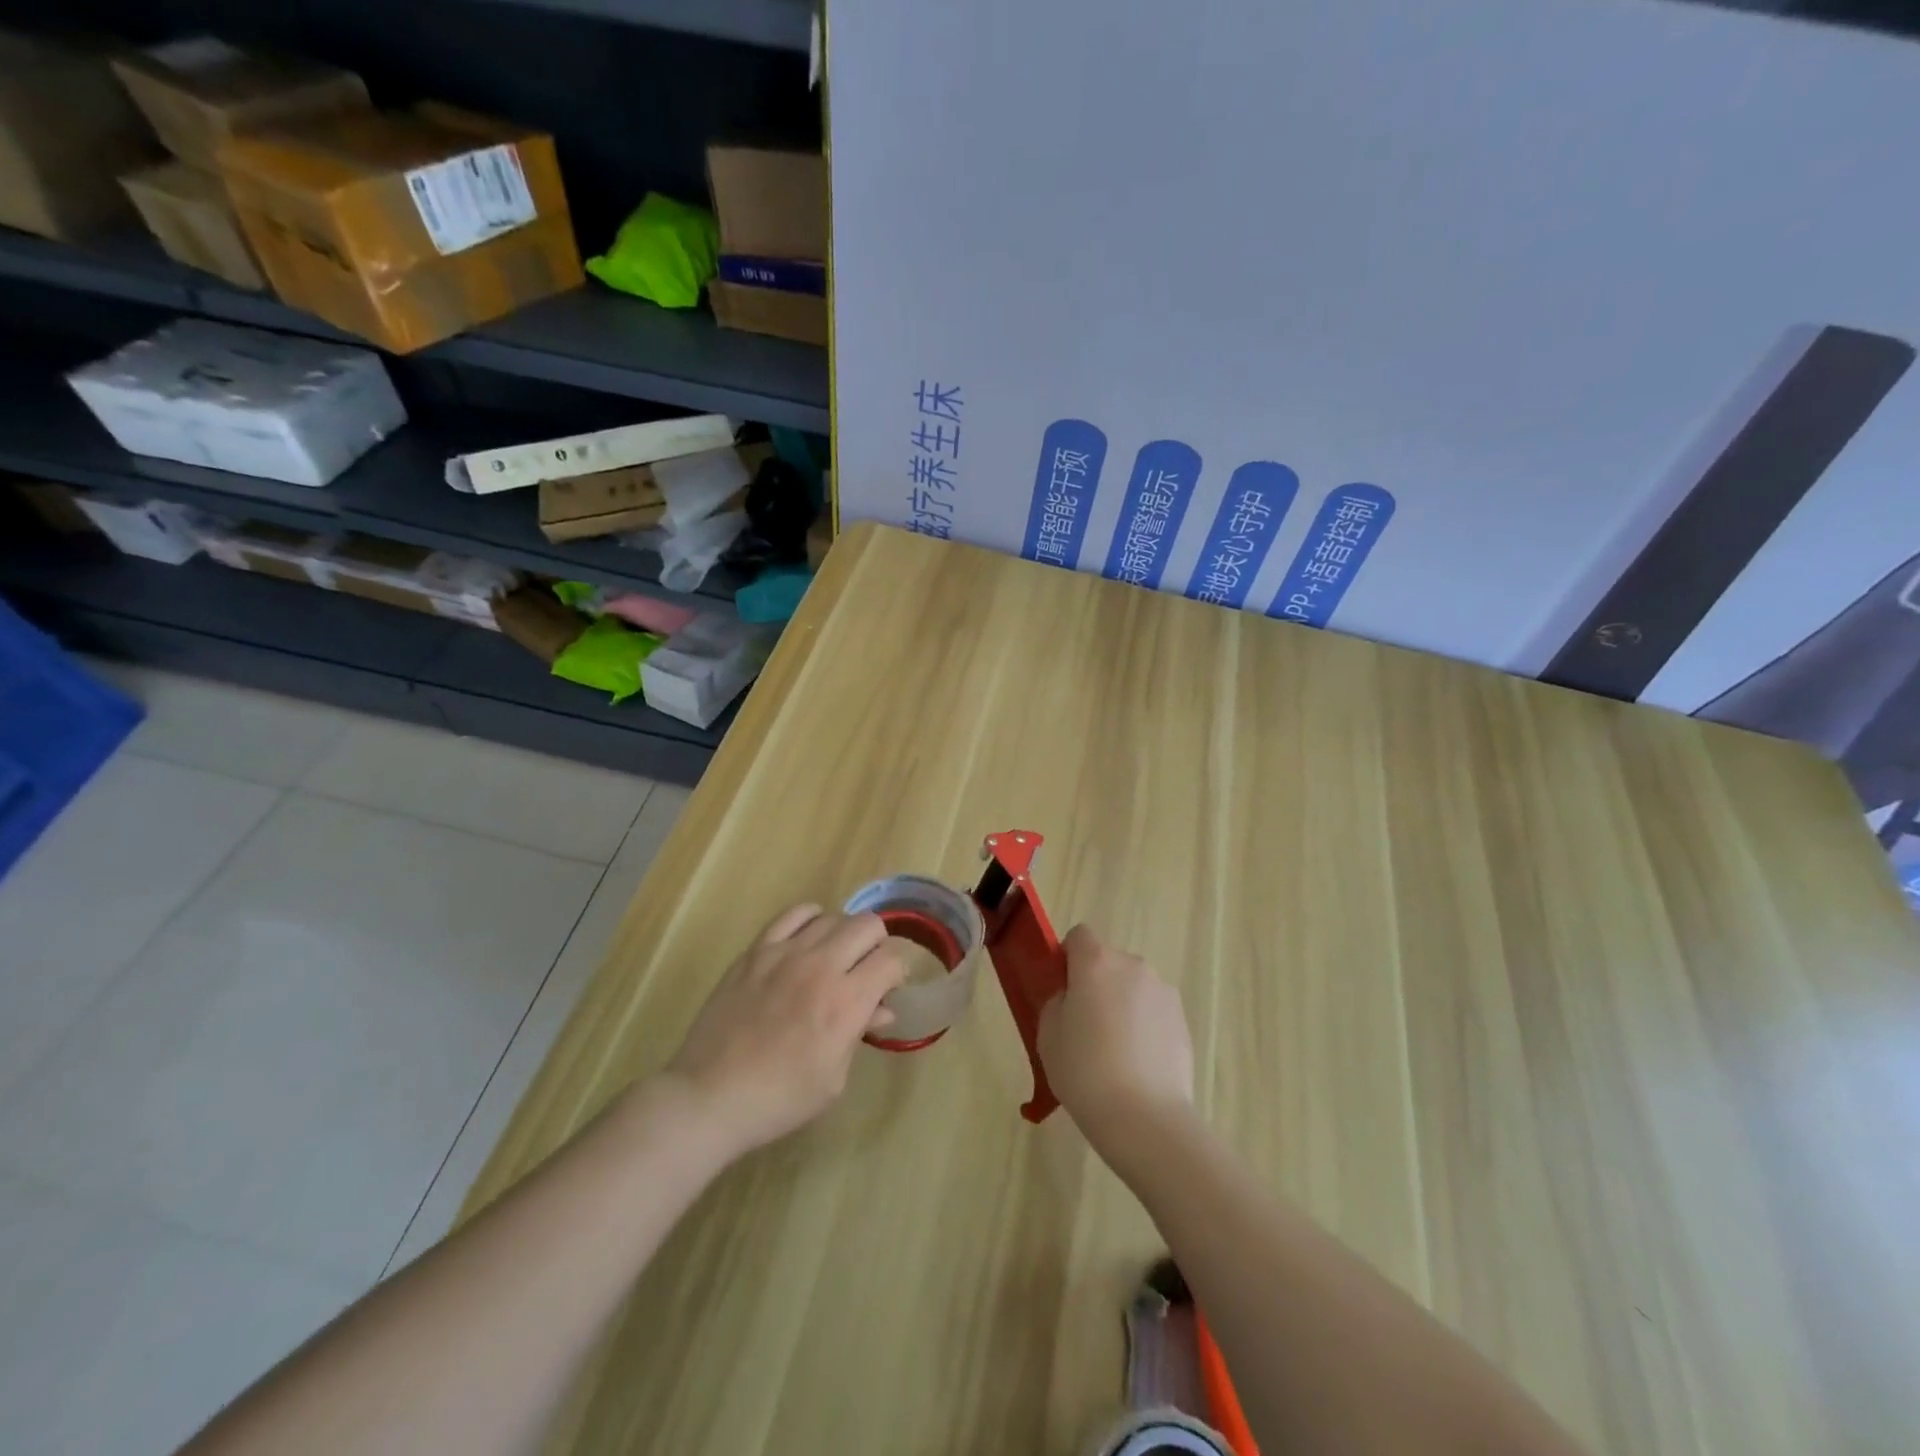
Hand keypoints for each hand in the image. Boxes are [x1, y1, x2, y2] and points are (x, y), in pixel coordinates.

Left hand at [665, 905, 906, 1156]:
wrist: (712, 1096)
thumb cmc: (780, 1098)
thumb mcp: (834, 1078)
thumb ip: (861, 1033)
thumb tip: (882, 1008)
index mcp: (846, 1003)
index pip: (891, 961)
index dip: (897, 974)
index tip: (888, 989)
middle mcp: (821, 967)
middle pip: (868, 926)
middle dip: (878, 946)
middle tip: (867, 970)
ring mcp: (785, 953)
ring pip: (833, 917)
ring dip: (844, 935)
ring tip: (835, 958)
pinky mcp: (756, 951)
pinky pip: (793, 914)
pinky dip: (810, 919)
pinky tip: (809, 937)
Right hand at [1037, 925, 1194, 1162]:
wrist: (1145, 1117)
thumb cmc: (1085, 1071)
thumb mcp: (1048, 1034)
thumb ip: (1057, 1002)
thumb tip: (1072, 998)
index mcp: (1095, 962)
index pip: (1079, 936)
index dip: (1067, 959)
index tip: (1062, 991)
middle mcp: (1132, 966)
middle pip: (1107, 962)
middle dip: (1095, 983)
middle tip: (1084, 1027)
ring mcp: (1162, 991)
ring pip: (1132, 987)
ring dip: (1122, 1004)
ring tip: (1114, 1052)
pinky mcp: (1182, 1020)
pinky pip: (1153, 1011)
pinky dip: (1143, 1026)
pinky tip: (1137, 1065)